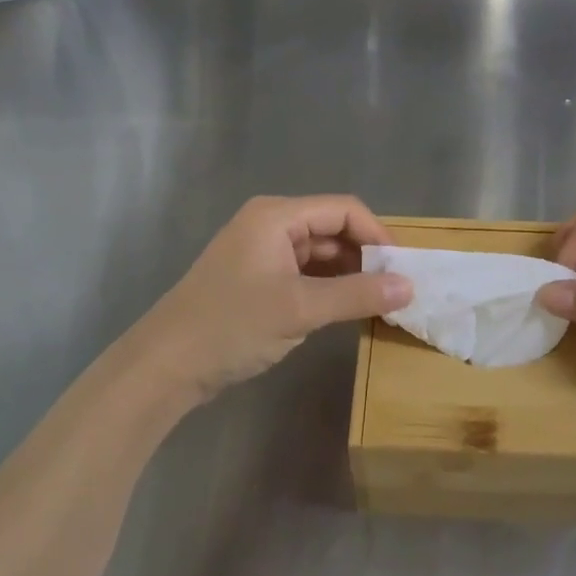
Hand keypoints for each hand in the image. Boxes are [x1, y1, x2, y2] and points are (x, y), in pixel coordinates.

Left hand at [120, 195, 411, 403]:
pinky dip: (327, 287)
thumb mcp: (300, 309)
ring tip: (378, 301)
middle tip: (395, 289)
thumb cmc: (232, 325)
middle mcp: (270, 225)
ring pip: (319, 253)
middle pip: (332, 229)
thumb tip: (409, 287)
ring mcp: (261, 252)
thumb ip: (357, 295)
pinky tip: (346, 308)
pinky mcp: (257, 279)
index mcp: (277, 216)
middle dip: (365, 256)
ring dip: (348, 274)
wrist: (165, 366)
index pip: (343, 210)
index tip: (403, 268)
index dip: (377, 234)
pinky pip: (304, 273)